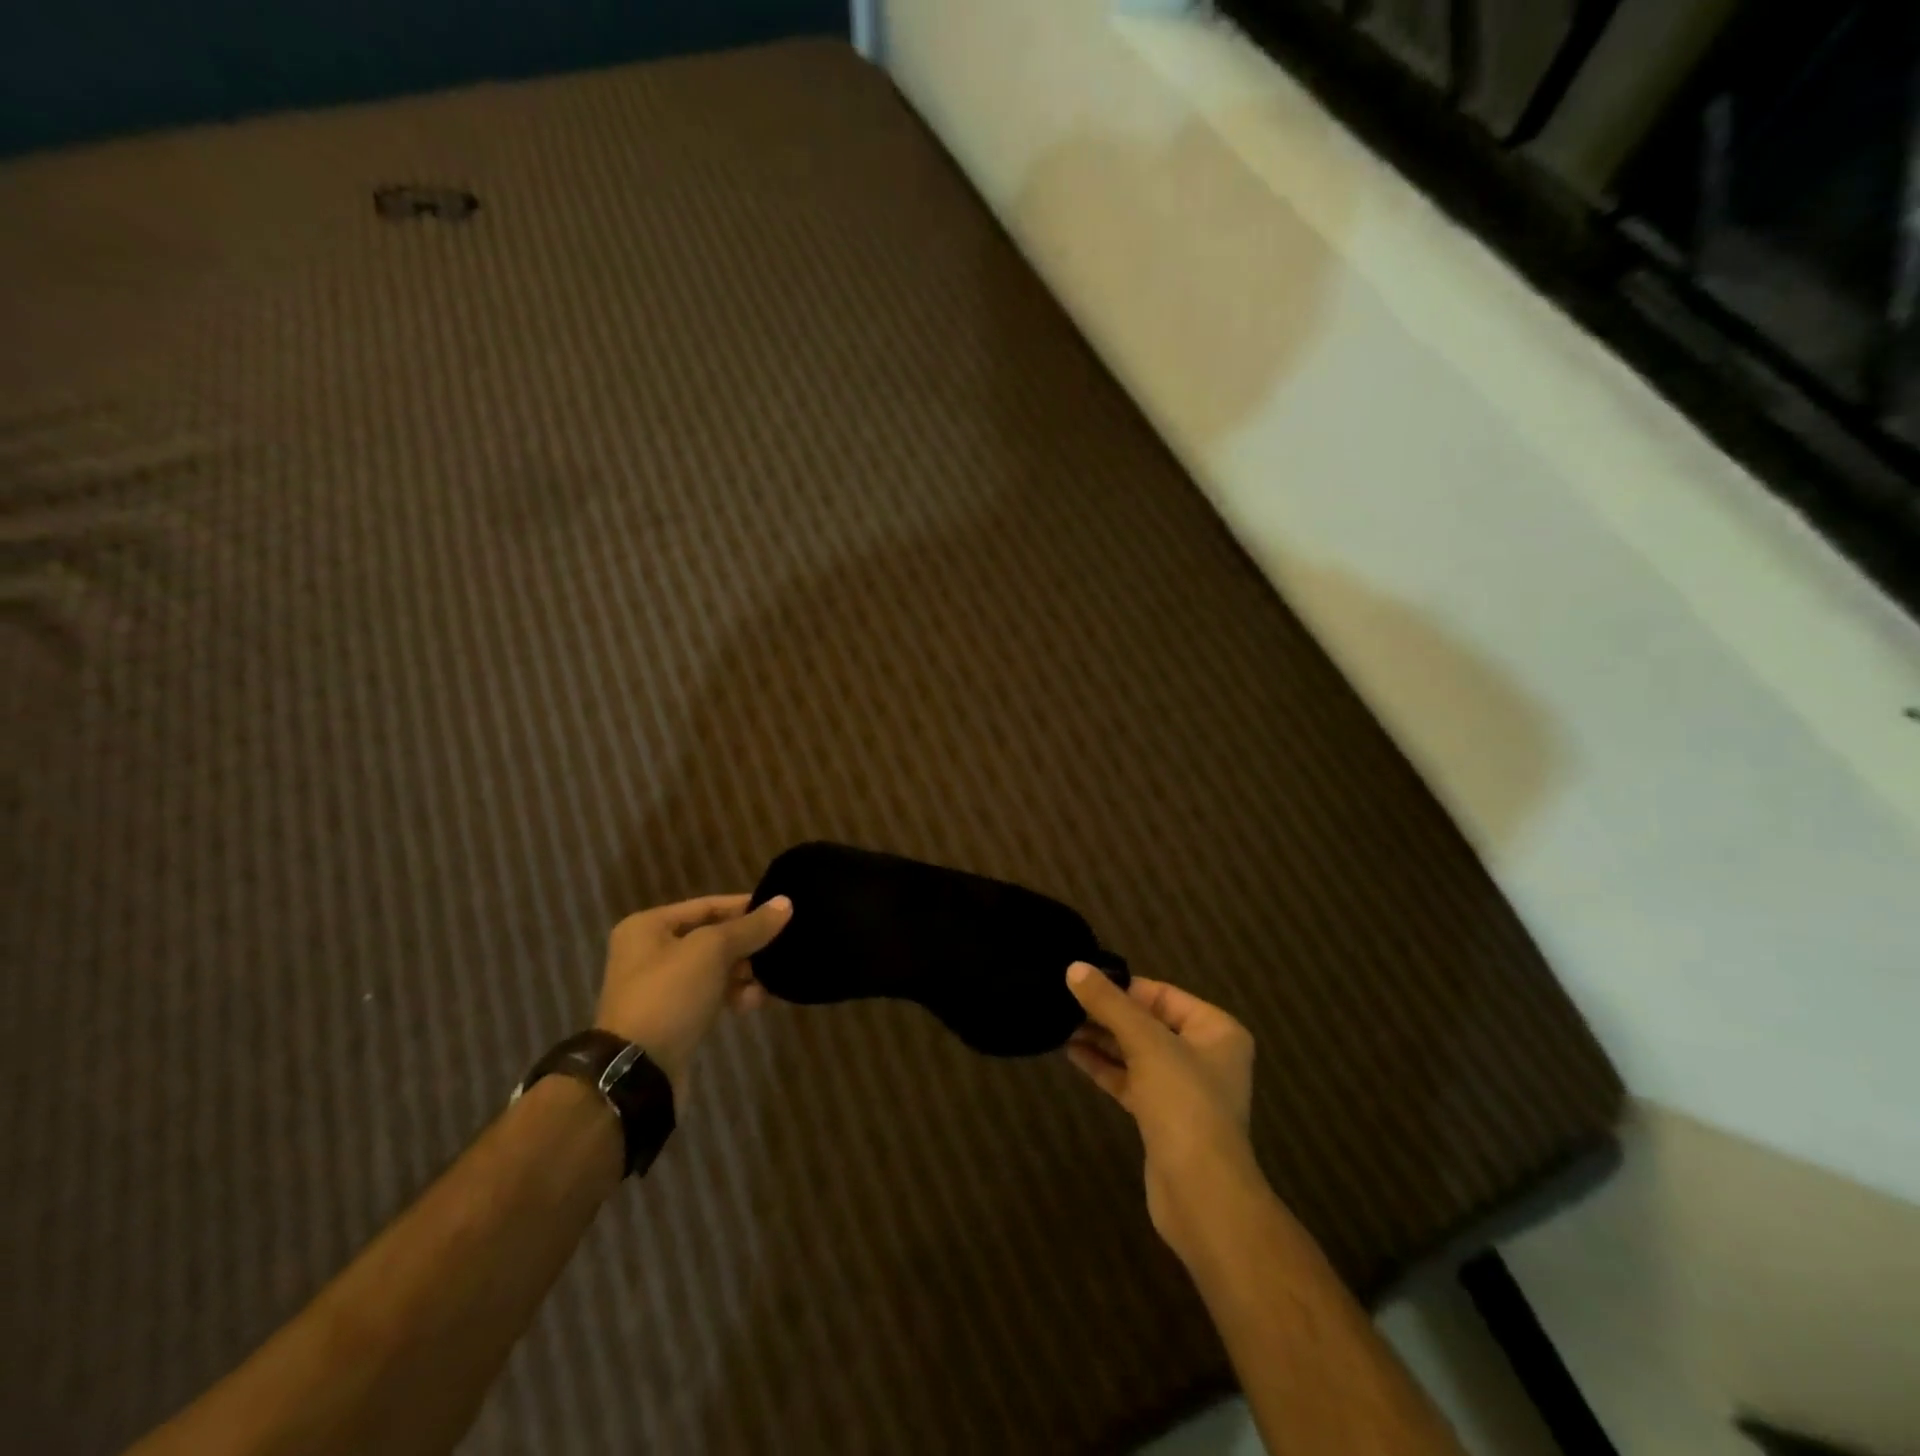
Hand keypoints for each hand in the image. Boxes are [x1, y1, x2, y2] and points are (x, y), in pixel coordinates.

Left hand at [595, 894, 791, 1094]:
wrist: (637, 1071)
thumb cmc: (670, 995)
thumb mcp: (712, 951)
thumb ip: (750, 926)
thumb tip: (785, 902)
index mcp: (649, 926)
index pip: (708, 905)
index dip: (745, 907)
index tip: (782, 912)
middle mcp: (650, 952)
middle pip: (712, 937)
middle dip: (746, 945)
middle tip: (779, 949)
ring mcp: (660, 987)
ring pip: (714, 968)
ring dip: (744, 973)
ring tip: (768, 981)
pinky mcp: (672, 1016)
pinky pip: (710, 994)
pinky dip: (733, 995)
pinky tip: (754, 1002)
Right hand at [1065, 965, 1259, 1258]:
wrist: (1201, 1194)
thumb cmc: (1184, 1103)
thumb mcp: (1146, 1042)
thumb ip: (1109, 1003)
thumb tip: (1074, 967)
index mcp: (1216, 1030)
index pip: (1162, 995)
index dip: (1123, 987)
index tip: (1083, 980)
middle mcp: (1204, 1056)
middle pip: (1148, 1022)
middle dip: (1108, 1013)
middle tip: (1064, 1000)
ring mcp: (1183, 1089)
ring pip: (1136, 1052)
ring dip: (1102, 1038)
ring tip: (1060, 1022)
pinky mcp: (1162, 1117)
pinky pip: (1130, 1080)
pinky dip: (1104, 1065)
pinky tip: (1072, 1051)